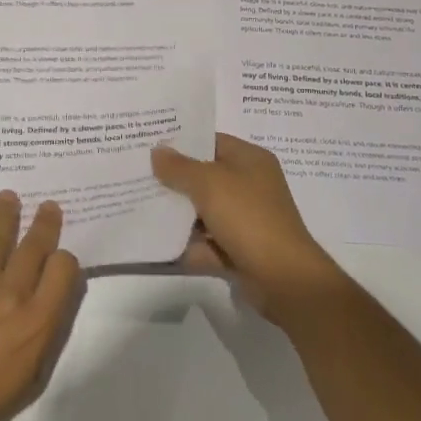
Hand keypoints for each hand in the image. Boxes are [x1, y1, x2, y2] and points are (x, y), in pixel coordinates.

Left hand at [0, 191, 81, 420]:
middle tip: (47, 205)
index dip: (64, 259)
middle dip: (44, 223)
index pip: (62, 270)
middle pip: (33, 247)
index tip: (59, 256)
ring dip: (4, 215)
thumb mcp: (29, 376)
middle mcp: (12, 295)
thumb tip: (47, 302)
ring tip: (8, 196)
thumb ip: (42, 333)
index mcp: (37, 321)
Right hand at [152, 134, 343, 316]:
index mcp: (250, 160)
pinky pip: (206, 242)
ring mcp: (245, 220)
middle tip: (137, 174)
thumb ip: (179, 167)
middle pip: (204, 177)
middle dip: (174, 179)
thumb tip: (157, 151)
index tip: (149, 144)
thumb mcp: (209, 183)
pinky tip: (156, 243)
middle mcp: (250, 186)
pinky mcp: (239, 250)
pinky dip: (187, 244)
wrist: (283, 278)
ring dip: (177, 213)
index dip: (181, 142)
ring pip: (203, 211)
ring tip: (139, 206)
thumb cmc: (248, 217)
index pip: (211, 141)